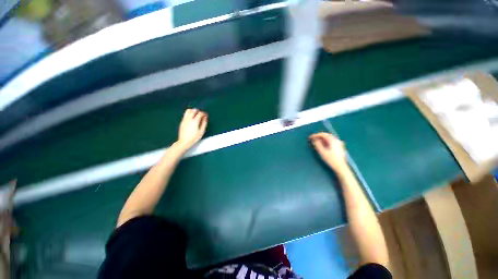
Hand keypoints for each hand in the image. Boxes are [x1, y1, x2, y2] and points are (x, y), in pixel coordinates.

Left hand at [176, 109, 207, 150]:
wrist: (184, 141)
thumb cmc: (194, 137)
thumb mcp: (201, 131)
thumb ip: (204, 123)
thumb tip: (205, 118)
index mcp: (195, 121)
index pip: (200, 114)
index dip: (204, 113)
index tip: (206, 115)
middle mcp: (189, 119)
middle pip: (193, 110)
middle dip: (198, 111)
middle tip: (201, 114)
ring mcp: (184, 120)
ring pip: (188, 111)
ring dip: (193, 111)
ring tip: (196, 114)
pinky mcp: (182, 121)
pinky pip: (185, 114)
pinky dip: (189, 113)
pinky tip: (192, 118)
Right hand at [309, 132, 348, 172]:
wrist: (341, 167)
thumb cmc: (331, 160)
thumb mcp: (322, 152)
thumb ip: (317, 144)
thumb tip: (314, 139)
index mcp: (333, 140)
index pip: (323, 134)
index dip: (315, 135)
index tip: (310, 137)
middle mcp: (337, 140)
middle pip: (326, 135)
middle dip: (319, 136)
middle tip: (312, 139)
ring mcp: (339, 143)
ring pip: (329, 138)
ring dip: (322, 139)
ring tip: (316, 142)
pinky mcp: (339, 147)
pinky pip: (331, 141)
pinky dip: (325, 142)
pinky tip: (322, 145)